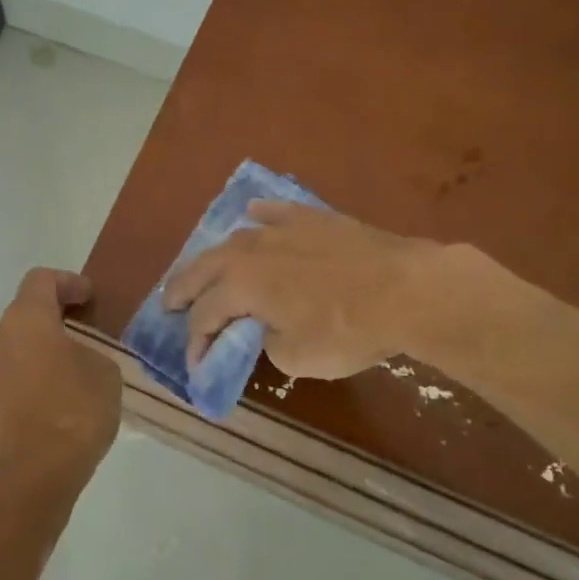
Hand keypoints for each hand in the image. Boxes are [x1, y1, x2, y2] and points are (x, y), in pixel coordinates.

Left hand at [0, 268, 123, 511]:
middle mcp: (0, 334)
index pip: (42, 280)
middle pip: (26, 307)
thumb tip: (79, 354)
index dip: (69, 282)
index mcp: (26, 317)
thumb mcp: (104, 369)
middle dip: (56, 311)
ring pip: (19, 338)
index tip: (91, 298)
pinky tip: (62, 382)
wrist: (36, 472)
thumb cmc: (75, 409)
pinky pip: (15, 364)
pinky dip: (36, 363)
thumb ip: (91, 349)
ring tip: (76, 355)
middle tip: (86, 324)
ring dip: (44, 339)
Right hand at [163, 202, 515, 379]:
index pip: (204, 317)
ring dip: (214, 259)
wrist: (408, 289)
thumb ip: (267, 343)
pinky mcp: (312, 218)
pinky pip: (274, 213)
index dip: (196, 343)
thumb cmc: (348, 329)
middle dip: (183, 290)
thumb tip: (266, 330)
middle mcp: (249, 251)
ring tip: (204, 269)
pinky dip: (259, 217)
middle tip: (169, 305)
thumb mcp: (297, 357)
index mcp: (239, 285)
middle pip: (203, 269)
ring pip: (234, 241)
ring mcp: (280, 229)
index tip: (196, 366)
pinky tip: (252, 216)